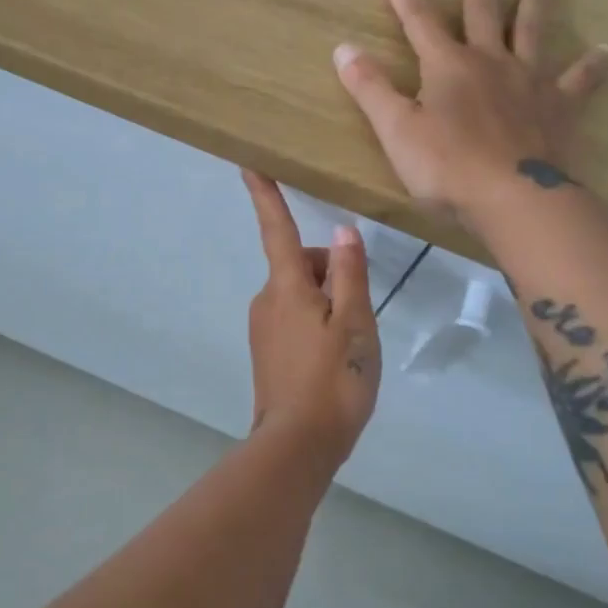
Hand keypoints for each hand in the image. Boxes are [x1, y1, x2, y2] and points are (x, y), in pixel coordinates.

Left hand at [241, 170, 380, 464]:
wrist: (298, 444)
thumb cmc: (334, 378)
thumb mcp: (355, 322)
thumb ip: (349, 273)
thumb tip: (342, 230)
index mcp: (286, 285)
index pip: (277, 229)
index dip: (265, 195)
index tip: (248, 163)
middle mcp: (266, 299)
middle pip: (301, 265)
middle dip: (331, 273)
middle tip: (359, 315)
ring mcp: (263, 326)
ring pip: (301, 293)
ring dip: (328, 302)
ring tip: (351, 344)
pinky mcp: (267, 350)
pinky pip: (296, 318)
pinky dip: (318, 323)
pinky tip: (335, 358)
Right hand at [334, 0, 607, 222]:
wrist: (513, 198)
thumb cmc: (446, 167)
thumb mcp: (395, 129)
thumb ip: (370, 88)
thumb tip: (343, 48)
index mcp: (447, 66)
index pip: (419, 20)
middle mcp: (490, 62)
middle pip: (483, 14)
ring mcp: (530, 82)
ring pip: (533, 34)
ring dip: (535, 6)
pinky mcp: (560, 108)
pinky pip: (580, 81)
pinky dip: (593, 66)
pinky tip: (606, 53)